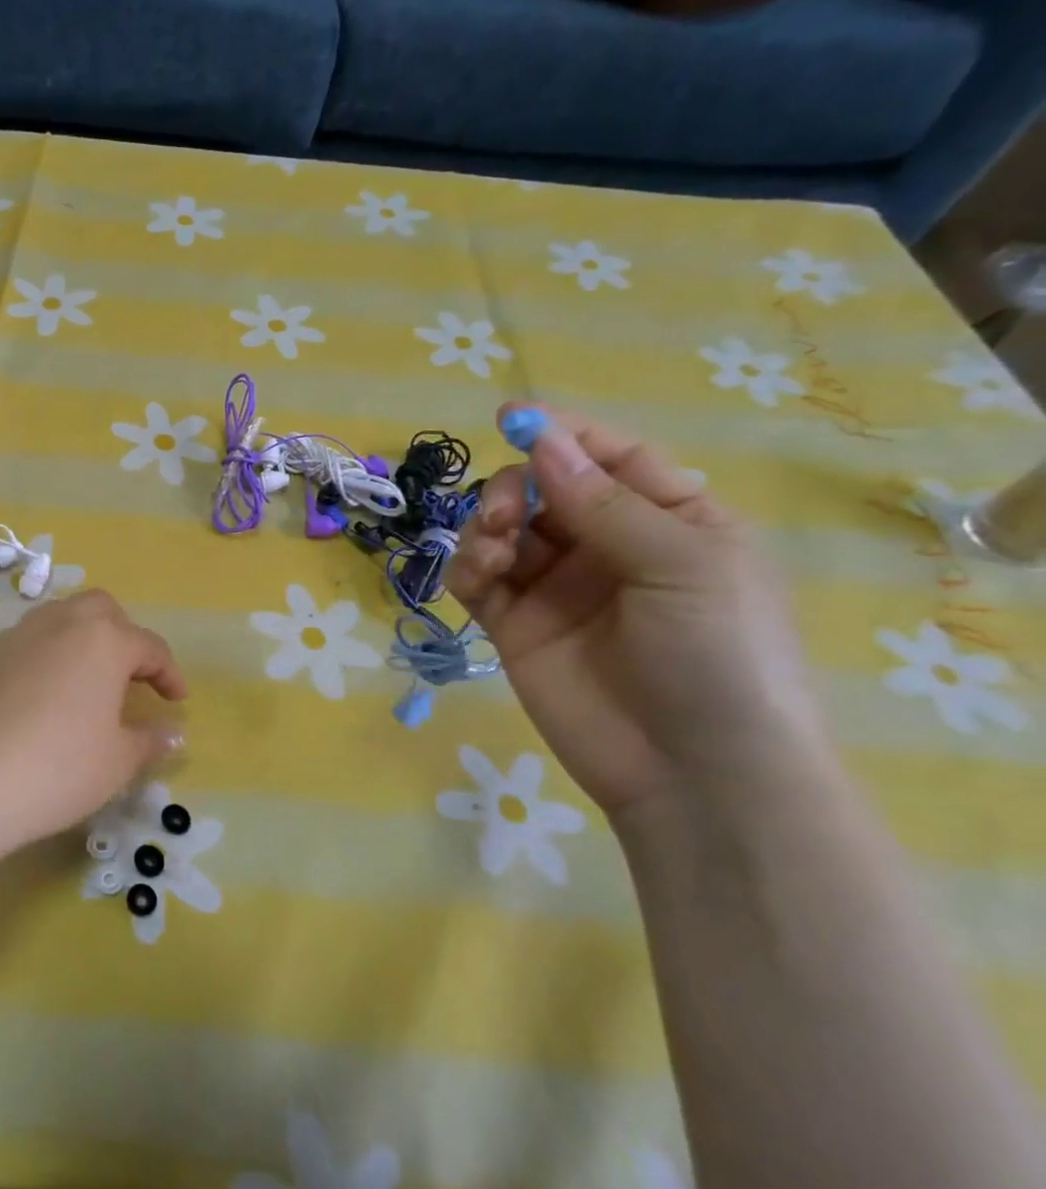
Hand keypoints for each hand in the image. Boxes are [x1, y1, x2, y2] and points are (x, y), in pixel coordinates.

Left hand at [0, 590, 187, 875]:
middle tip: (133, 678)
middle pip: (104, 611)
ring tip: (93, 679)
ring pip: (65, 617)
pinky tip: (52, 690)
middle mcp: (64, 622)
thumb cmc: (60, 768)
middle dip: (126, 637)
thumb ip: (151, 739)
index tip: (177, 701)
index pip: (150, 646)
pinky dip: (53, 651)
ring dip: (87, 638)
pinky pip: (35, 638)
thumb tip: (174, 733)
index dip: (170, 674)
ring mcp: (22, 634)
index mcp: (105, 640)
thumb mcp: (118, 760)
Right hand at [447, 406, 828, 826]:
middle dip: (515, 488)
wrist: (693, 772)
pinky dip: (469, 566)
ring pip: (504, 530)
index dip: (563, 434)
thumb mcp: (682, 563)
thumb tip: (541, 441)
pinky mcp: (515, 626)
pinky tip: (478, 574)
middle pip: (544, 489)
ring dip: (487, 525)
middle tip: (505, 513)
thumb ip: (604, 503)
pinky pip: (479, 579)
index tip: (510, 416)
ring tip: (492, 550)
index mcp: (670, 521)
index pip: (610, 459)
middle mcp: (608, 547)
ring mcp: (557, 588)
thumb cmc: (719, 655)